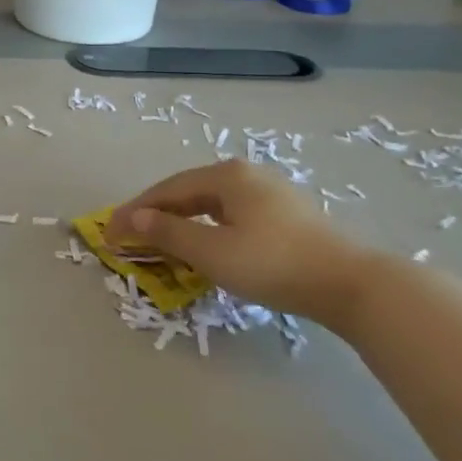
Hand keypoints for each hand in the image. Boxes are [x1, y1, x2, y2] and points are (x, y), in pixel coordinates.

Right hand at [106, 160, 375, 320]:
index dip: (135, 212)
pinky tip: (204, 245)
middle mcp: (246, 175)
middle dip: (156, 215)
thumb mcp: (211, 251)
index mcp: (226, 176)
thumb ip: (168, 233)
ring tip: (161, 243)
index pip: (167, 190)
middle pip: (188, 193)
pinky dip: (206, 228)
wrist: (352, 285)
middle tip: (130, 238)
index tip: (109, 233)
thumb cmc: (273, 263)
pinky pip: (231, 215)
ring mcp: (270, 193)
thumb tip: (132, 219)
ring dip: (181, 223)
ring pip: (210, 205)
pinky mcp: (286, 216)